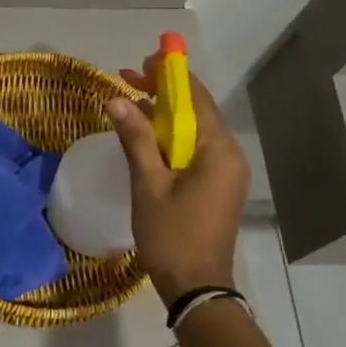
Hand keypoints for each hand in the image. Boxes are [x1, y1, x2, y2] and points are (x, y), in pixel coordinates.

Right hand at [107, 58, 250, 307]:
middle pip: (195, 111)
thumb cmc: (172, 235)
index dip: (170, 74)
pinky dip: (170, 138)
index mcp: (217, 149)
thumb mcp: (148, 184)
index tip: (144, 59)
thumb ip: (135, 139)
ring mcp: (226, 172)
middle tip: (128, 77)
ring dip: (163, 115)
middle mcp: (229, 154)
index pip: (195, 97)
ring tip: (129, 102)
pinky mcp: (217, 186)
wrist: (197, 287)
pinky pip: (194, 150)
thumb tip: (116, 100)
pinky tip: (145, 136)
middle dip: (163, 92)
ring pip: (193, 131)